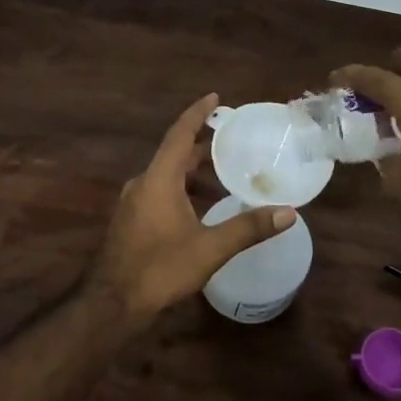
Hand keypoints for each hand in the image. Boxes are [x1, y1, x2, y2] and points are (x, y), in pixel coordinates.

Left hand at [89, 93, 296, 323]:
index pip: (180, 134)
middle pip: (175, 153)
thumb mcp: (209, 249)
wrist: (112, 303)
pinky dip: (183, 187)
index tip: (215, 97)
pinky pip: (160, 190)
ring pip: (167, 174)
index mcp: (159, 179)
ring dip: (193, 169)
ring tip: (224, 171)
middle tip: (232, 138)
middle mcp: (143, 182)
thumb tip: (288, 212)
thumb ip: (248, 228)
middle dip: (202, 143)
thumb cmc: (160, 269)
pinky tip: (201, 204)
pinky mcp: (132, 220)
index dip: (198, 113)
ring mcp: (134, 202)